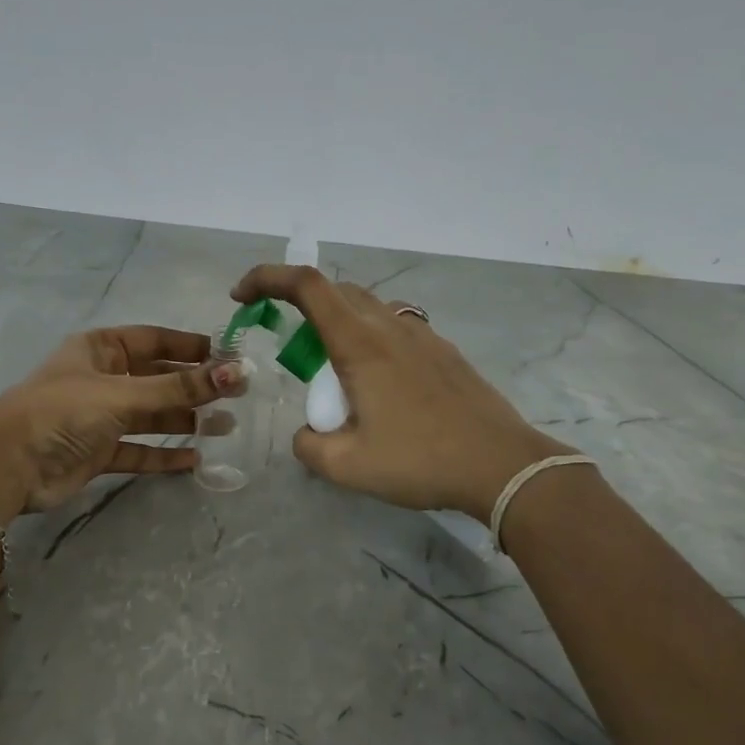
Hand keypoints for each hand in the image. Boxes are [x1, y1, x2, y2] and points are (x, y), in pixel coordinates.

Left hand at [0, 326, 240, 519]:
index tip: (230, 356)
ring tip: (226, 427)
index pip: (155, 340)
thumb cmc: (63, 411)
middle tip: (237, 396)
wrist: (9, 465)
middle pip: (158, 378)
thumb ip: (178, 389)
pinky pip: (139, 449)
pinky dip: (164, 453)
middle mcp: (103, 378)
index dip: (191, 347)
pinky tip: (195, 459)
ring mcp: (100, 417)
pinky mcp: (99, 452)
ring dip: (185, 420)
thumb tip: (236, 373)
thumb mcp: (122, 394)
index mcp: (101, 349)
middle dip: (195, 387)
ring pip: (151, 415)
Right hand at [230, 266, 568, 517]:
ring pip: (368, 308)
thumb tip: (307, 433)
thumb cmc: (420, 461)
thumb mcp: (347, 466)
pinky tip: (378, 386)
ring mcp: (423, 335)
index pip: (306, 285)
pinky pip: (395, 328)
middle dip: (299, 306)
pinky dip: (370, 340)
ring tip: (334, 374)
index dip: (267, 278)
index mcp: (360, 344)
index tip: (242, 296)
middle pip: (336, 291)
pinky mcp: (444, 352)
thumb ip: (309, 445)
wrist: (502, 466)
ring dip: (337, 324)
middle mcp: (390, 327)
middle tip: (288, 349)